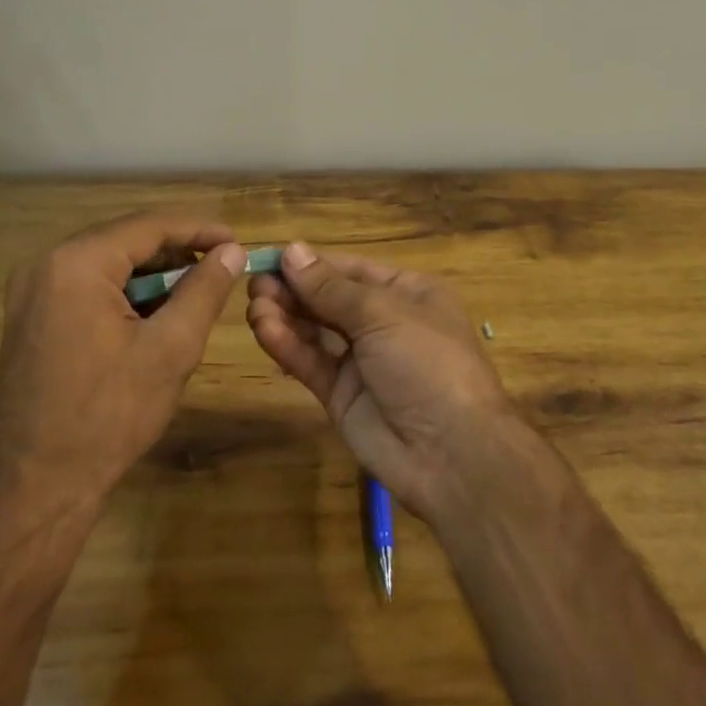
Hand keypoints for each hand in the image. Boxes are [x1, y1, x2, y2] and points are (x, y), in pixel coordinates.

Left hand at [0, 214, 245, 511]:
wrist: (33, 489)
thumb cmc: (108, 416)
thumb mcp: (171, 348)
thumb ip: (205, 290)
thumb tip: (232, 252)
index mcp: (75, 263)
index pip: (150, 226)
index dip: (200, 230)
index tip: (238, 242)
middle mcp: (46, 264)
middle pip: (127, 240)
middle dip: (177, 252)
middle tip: (221, 268)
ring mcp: (32, 292)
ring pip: (110, 264)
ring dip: (154, 274)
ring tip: (196, 293)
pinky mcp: (32, 317)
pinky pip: (89, 286)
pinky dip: (127, 293)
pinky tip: (156, 316)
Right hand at [246, 242, 515, 518]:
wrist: (452, 453)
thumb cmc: (428, 362)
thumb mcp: (383, 314)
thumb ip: (331, 288)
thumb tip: (292, 251)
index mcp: (407, 293)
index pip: (351, 270)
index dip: (312, 263)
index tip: (271, 258)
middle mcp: (384, 322)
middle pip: (329, 299)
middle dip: (293, 290)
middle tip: (254, 283)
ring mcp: (362, 361)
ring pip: (316, 331)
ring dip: (285, 316)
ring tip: (254, 306)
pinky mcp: (342, 395)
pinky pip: (311, 363)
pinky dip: (288, 346)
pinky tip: (264, 330)